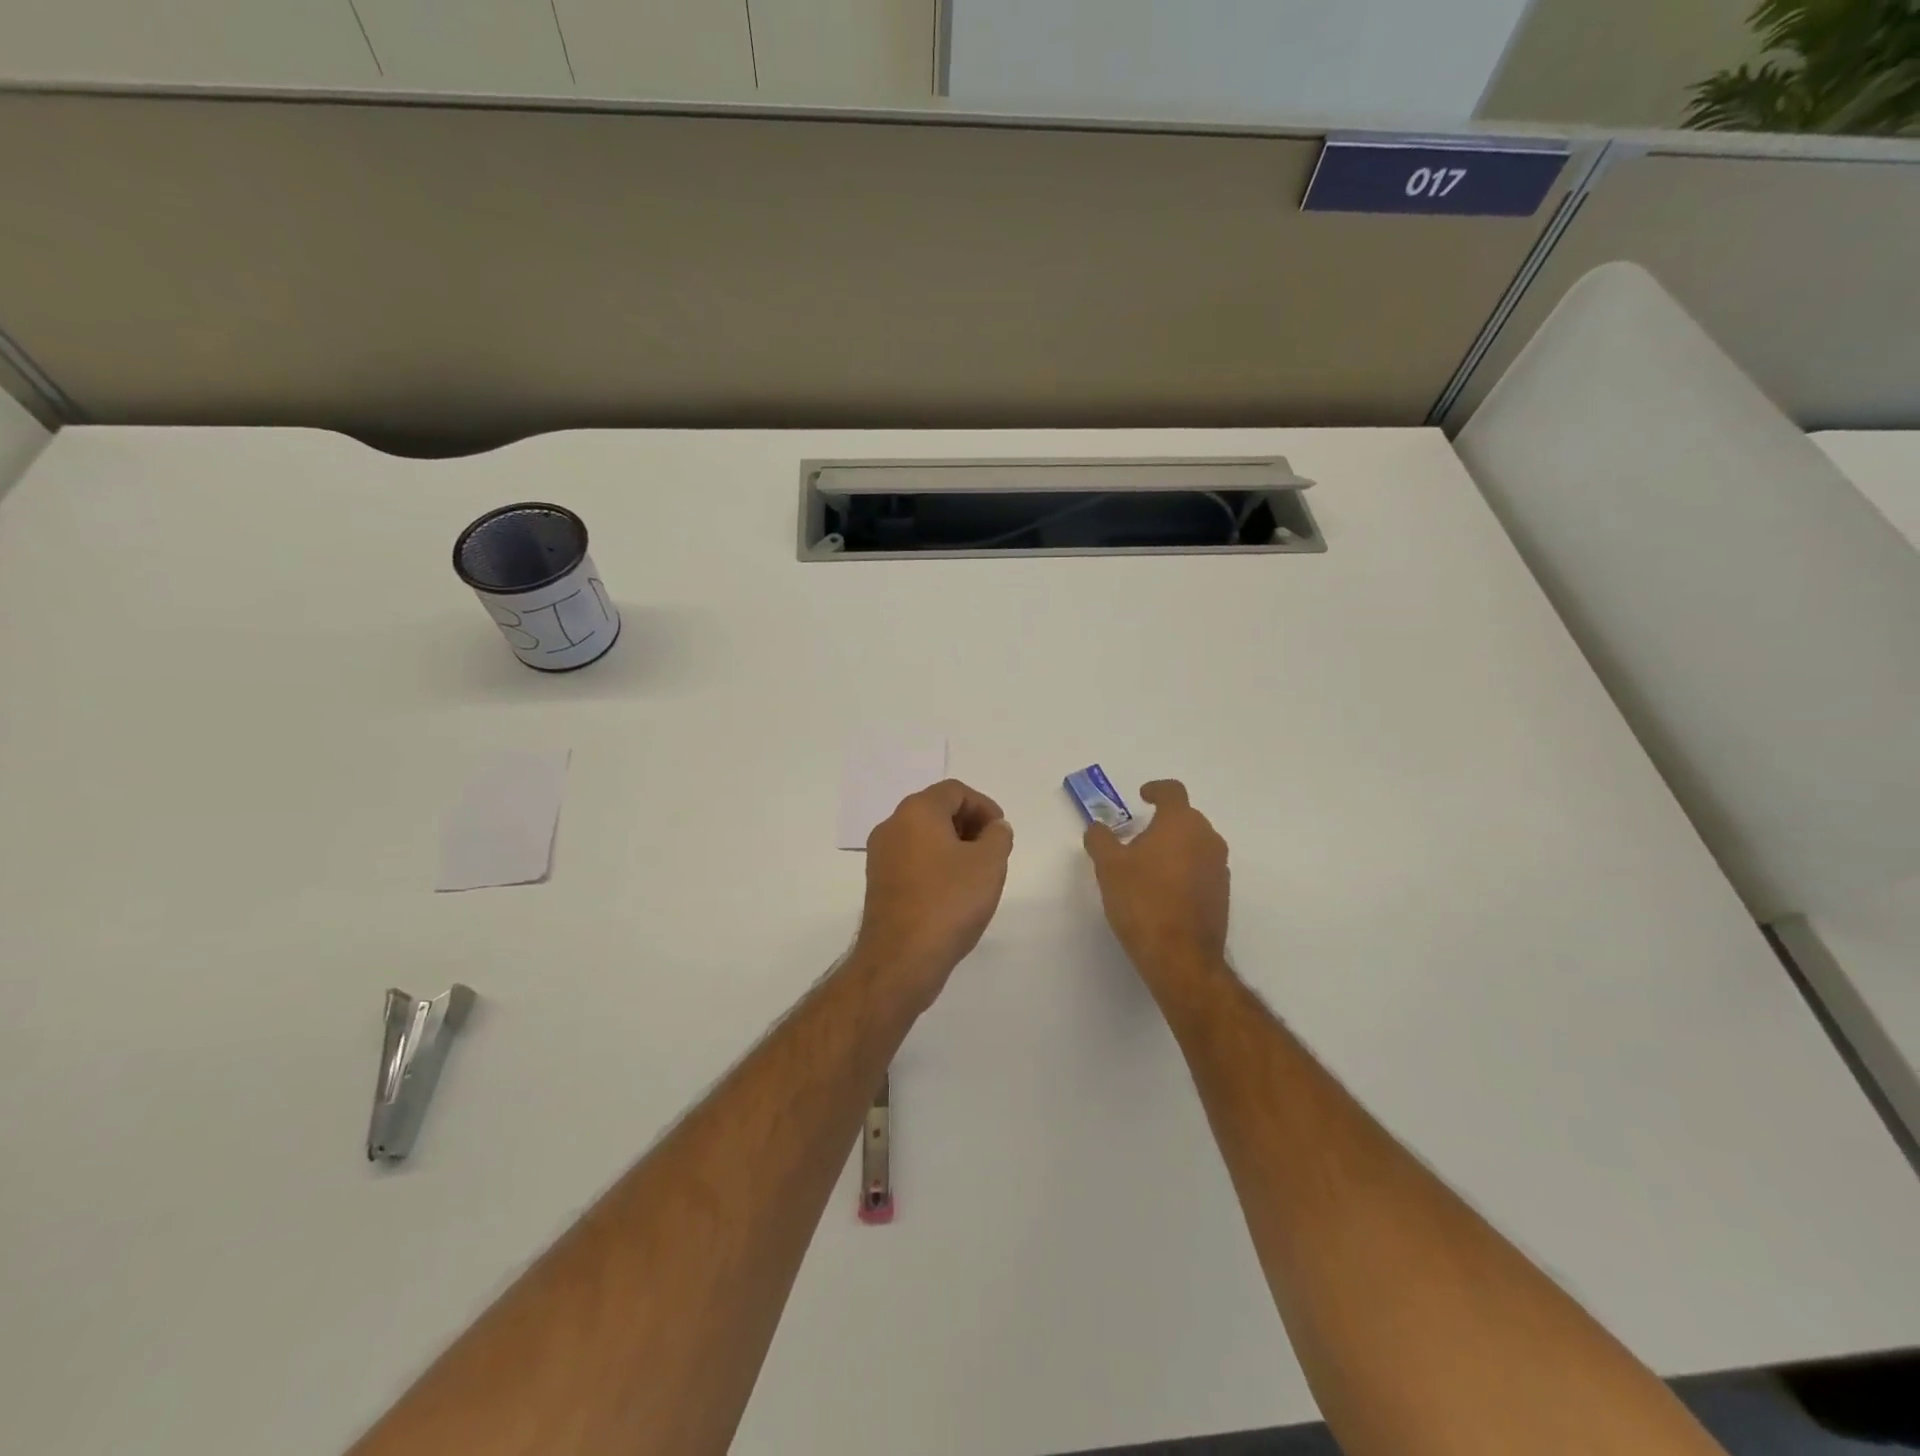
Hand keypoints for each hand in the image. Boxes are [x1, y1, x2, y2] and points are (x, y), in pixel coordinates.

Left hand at [853, 779, 1013, 1005]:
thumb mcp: (989, 863)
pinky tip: (953, 892)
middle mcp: (892, 826)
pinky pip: (912, 859)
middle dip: (968, 824)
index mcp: (916, 812)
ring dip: (952, 845)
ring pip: (922, 836)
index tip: (1001, 832)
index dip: (984, 806)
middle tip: (992, 850)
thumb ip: (998, 836)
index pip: (954, 791)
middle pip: (936, 810)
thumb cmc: (949, 902)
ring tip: (976, 873)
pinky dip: (935, 864)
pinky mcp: (878, 883)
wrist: (901, 959)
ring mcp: (880, 856)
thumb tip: (994, 828)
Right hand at [1084, 780, 1229, 988]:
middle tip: (1135, 839)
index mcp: (1181, 823)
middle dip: (1162, 823)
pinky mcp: (1222, 894)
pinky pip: (1201, 869)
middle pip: (1185, 818)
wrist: (1180, 956)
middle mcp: (1207, 838)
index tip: (1142, 797)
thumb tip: (1098, 827)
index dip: (1156, 789)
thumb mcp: (1109, 866)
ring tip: (1147, 867)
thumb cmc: (1142, 901)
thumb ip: (1101, 839)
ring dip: (1173, 847)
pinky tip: (1162, 891)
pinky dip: (1183, 870)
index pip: (1172, 791)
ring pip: (1195, 844)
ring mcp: (1219, 867)